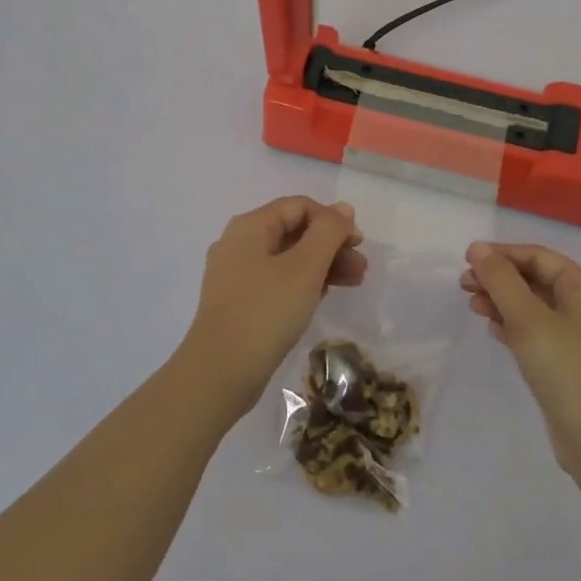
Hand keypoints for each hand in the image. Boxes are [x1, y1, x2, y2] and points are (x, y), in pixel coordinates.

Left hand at [181, 197, 365, 415]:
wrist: (220, 373)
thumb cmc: (266, 312)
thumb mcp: (305, 268)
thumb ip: (328, 232)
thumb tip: (343, 209)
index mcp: (250, 226)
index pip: (299, 206)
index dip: (332, 220)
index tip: (359, 243)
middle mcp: (238, 243)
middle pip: (294, 231)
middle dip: (331, 246)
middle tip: (361, 268)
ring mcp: (235, 274)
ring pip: (287, 258)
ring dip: (322, 265)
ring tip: (353, 283)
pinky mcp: (238, 301)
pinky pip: (277, 280)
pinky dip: (303, 283)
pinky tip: (323, 297)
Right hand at [462, 241, 580, 480]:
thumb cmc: (566, 370)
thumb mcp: (528, 319)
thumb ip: (502, 281)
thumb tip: (478, 248)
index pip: (539, 256)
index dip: (502, 254)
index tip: (467, 258)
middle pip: (535, 279)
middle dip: (499, 278)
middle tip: (464, 285)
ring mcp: (576, 337)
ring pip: (532, 306)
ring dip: (502, 301)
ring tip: (472, 306)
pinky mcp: (566, 362)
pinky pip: (535, 331)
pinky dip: (512, 325)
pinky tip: (492, 328)